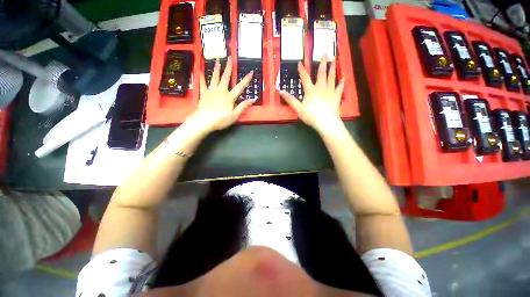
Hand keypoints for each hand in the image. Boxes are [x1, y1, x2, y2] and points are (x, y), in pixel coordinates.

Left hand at [188, 57, 254, 131]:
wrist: (205, 121)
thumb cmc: (221, 119)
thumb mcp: (235, 115)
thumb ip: (243, 106)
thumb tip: (253, 99)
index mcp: (230, 97)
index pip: (240, 87)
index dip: (246, 79)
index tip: (251, 72)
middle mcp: (221, 91)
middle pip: (226, 77)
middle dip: (229, 67)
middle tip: (230, 58)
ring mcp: (211, 91)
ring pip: (214, 77)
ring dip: (217, 69)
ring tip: (217, 60)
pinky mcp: (203, 93)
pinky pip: (202, 83)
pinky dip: (201, 76)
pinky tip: (200, 70)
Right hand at [279, 55, 344, 132]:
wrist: (326, 122)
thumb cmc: (311, 116)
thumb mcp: (298, 108)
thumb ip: (290, 99)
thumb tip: (281, 91)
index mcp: (310, 90)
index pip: (305, 78)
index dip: (302, 70)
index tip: (300, 62)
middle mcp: (321, 87)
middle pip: (321, 73)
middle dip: (322, 63)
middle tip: (325, 53)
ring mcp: (330, 90)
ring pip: (331, 77)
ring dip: (333, 67)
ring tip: (335, 59)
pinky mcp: (337, 95)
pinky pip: (340, 86)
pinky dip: (342, 81)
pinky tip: (344, 76)